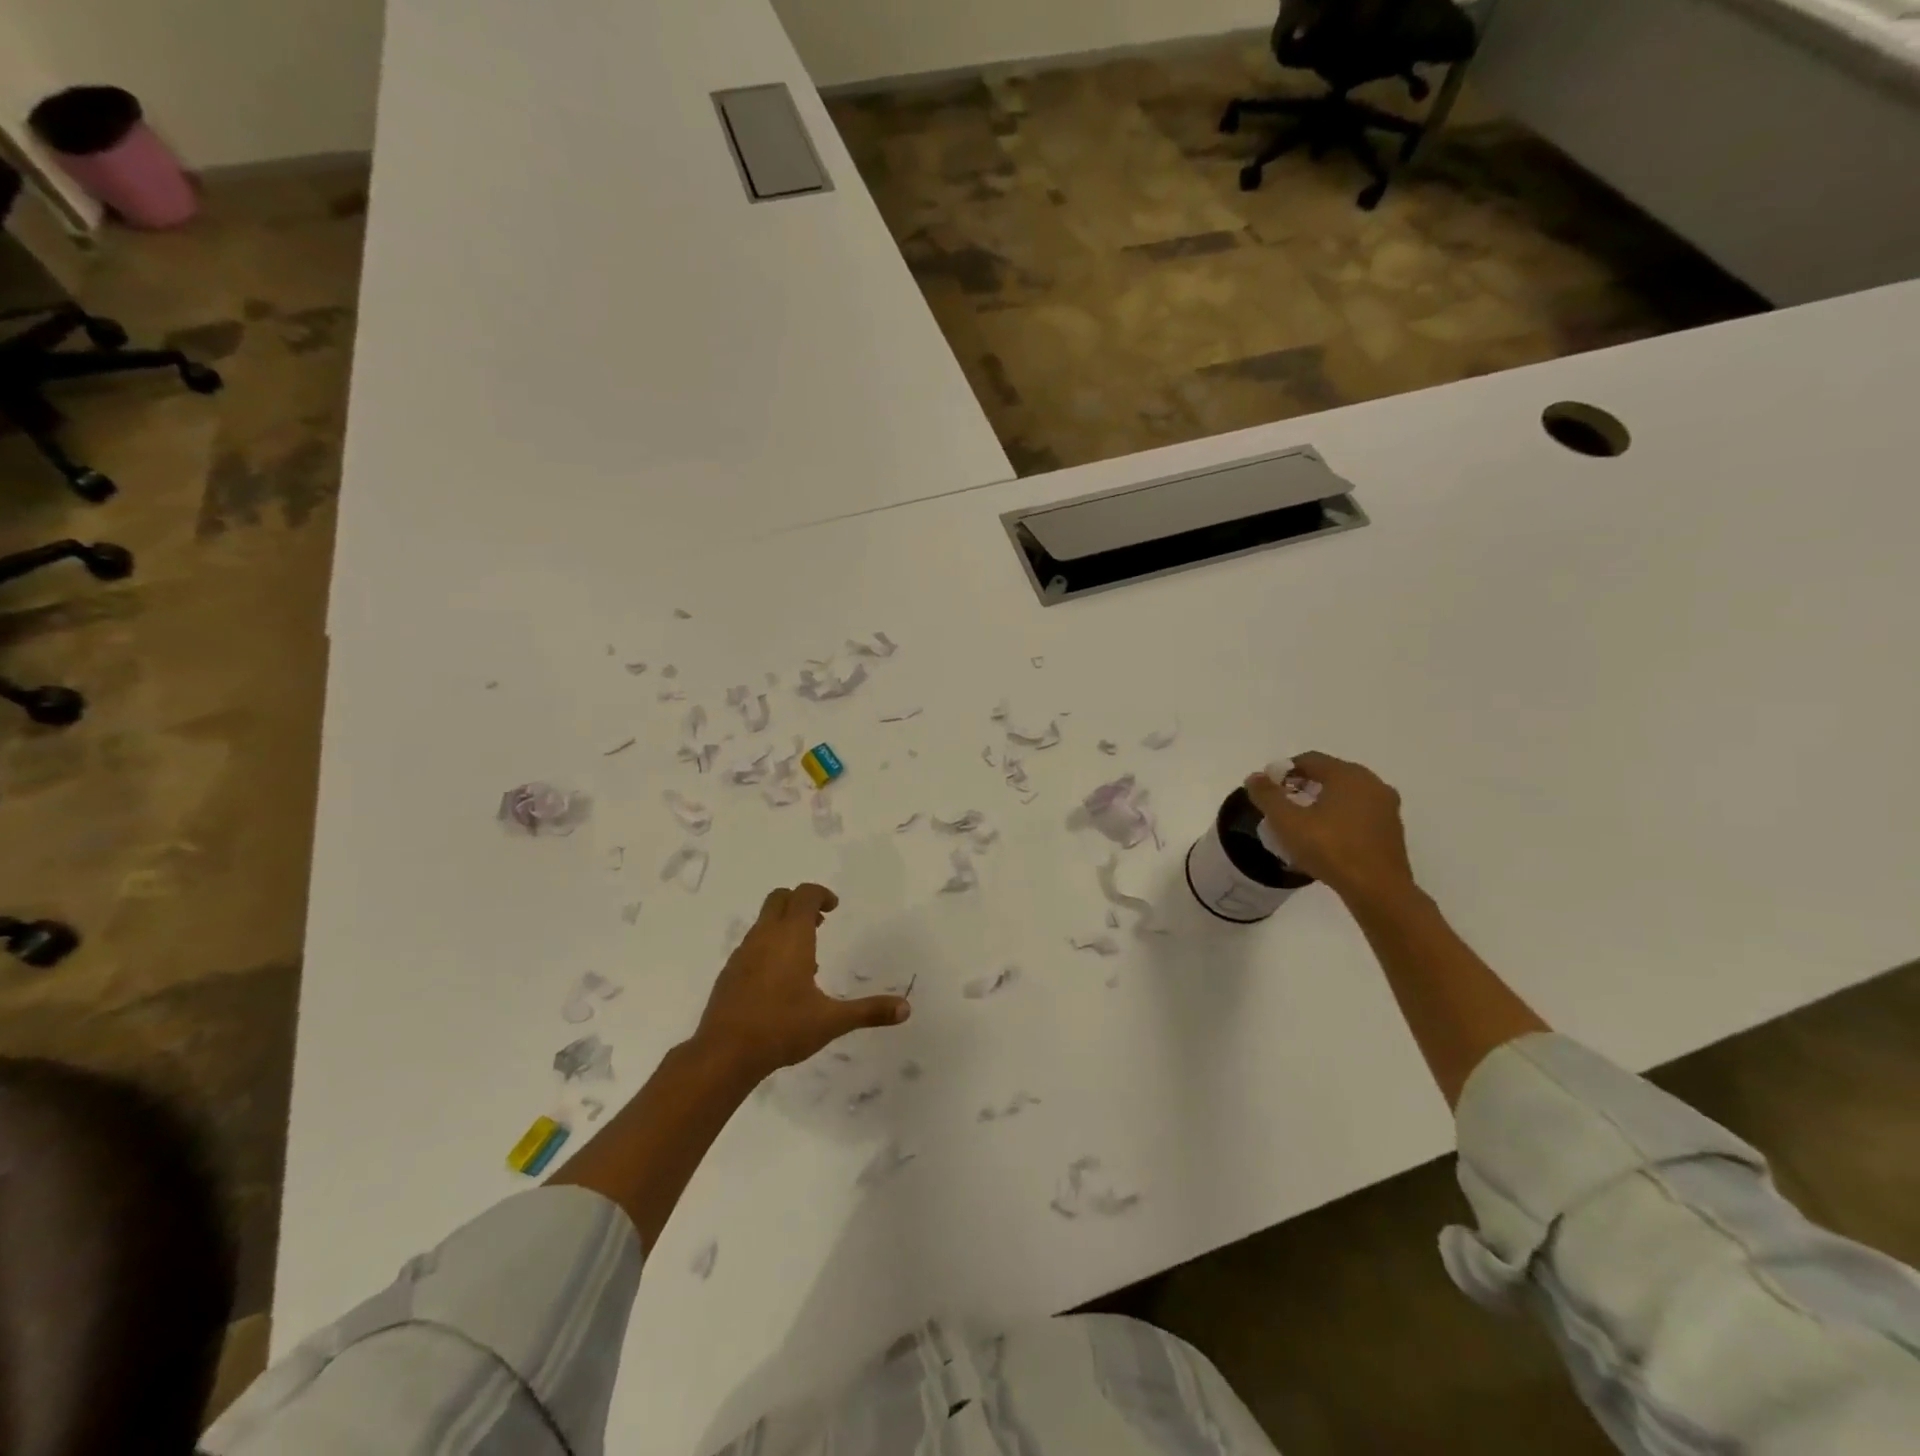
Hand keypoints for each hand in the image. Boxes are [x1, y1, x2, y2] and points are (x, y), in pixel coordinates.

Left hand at [693, 883, 908, 1083]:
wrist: (724, 1054)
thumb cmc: (782, 1028)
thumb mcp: (831, 1021)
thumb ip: (869, 1011)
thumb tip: (906, 1008)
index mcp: (791, 937)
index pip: (805, 895)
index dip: (821, 894)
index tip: (834, 907)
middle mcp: (765, 936)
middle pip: (780, 898)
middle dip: (800, 902)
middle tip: (820, 922)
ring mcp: (743, 953)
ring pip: (764, 921)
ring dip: (784, 925)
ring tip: (805, 955)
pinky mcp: (730, 972)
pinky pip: (752, 944)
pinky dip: (768, 946)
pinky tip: (779, 980)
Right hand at [1246, 751, 1416, 905]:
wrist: (1378, 890)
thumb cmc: (1330, 849)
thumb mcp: (1287, 821)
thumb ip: (1267, 795)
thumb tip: (1254, 777)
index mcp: (1348, 775)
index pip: (1309, 760)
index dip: (1284, 771)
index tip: (1268, 791)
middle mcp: (1372, 783)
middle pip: (1329, 775)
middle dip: (1302, 787)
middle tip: (1282, 807)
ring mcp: (1387, 807)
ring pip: (1346, 796)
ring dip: (1321, 804)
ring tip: (1302, 826)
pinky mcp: (1393, 830)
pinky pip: (1359, 814)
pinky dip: (1340, 819)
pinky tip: (1325, 840)